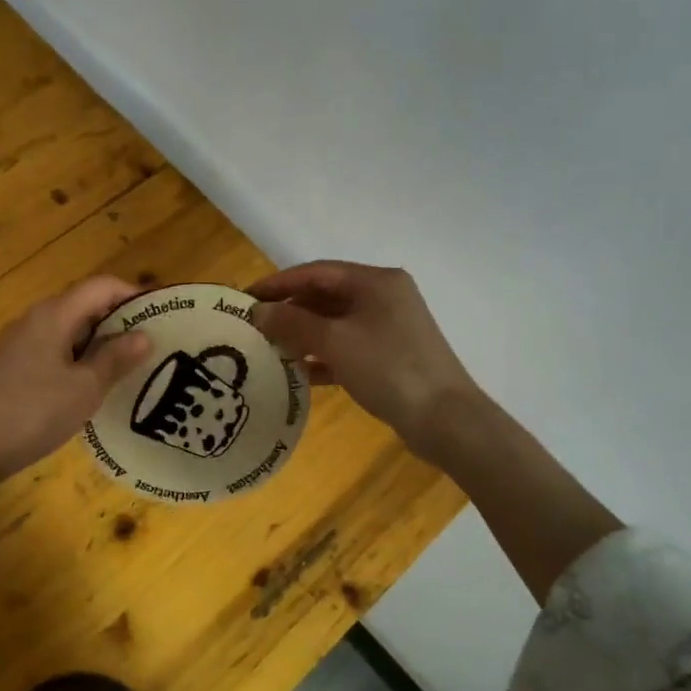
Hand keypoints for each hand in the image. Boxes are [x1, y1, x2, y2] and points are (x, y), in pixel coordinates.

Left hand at [0, 277, 152, 482]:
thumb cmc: (34, 411)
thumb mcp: (85, 388)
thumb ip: (115, 358)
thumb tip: (144, 335)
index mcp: (54, 315)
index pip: (101, 287)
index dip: (132, 295)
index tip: (161, 316)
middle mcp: (36, 320)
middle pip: (85, 305)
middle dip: (119, 321)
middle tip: (151, 345)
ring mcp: (21, 343)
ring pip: (70, 330)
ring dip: (100, 343)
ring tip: (130, 366)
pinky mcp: (14, 367)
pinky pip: (55, 350)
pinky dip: (79, 359)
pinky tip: (94, 384)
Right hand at [249, 260, 483, 456]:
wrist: (444, 419)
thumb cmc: (388, 369)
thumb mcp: (335, 342)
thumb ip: (293, 323)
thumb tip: (258, 312)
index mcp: (376, 282)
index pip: (317, 272)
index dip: (278, 283)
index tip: (246, 297)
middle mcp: (384, 297)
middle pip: (326, 296)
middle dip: (290, 310)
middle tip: (255, 327)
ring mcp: (389, 328)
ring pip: (335, 323)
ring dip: (303, 335)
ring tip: (270, 349)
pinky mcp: (390, 356)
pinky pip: (347, 347)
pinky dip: (323, 356)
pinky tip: (299, 373)